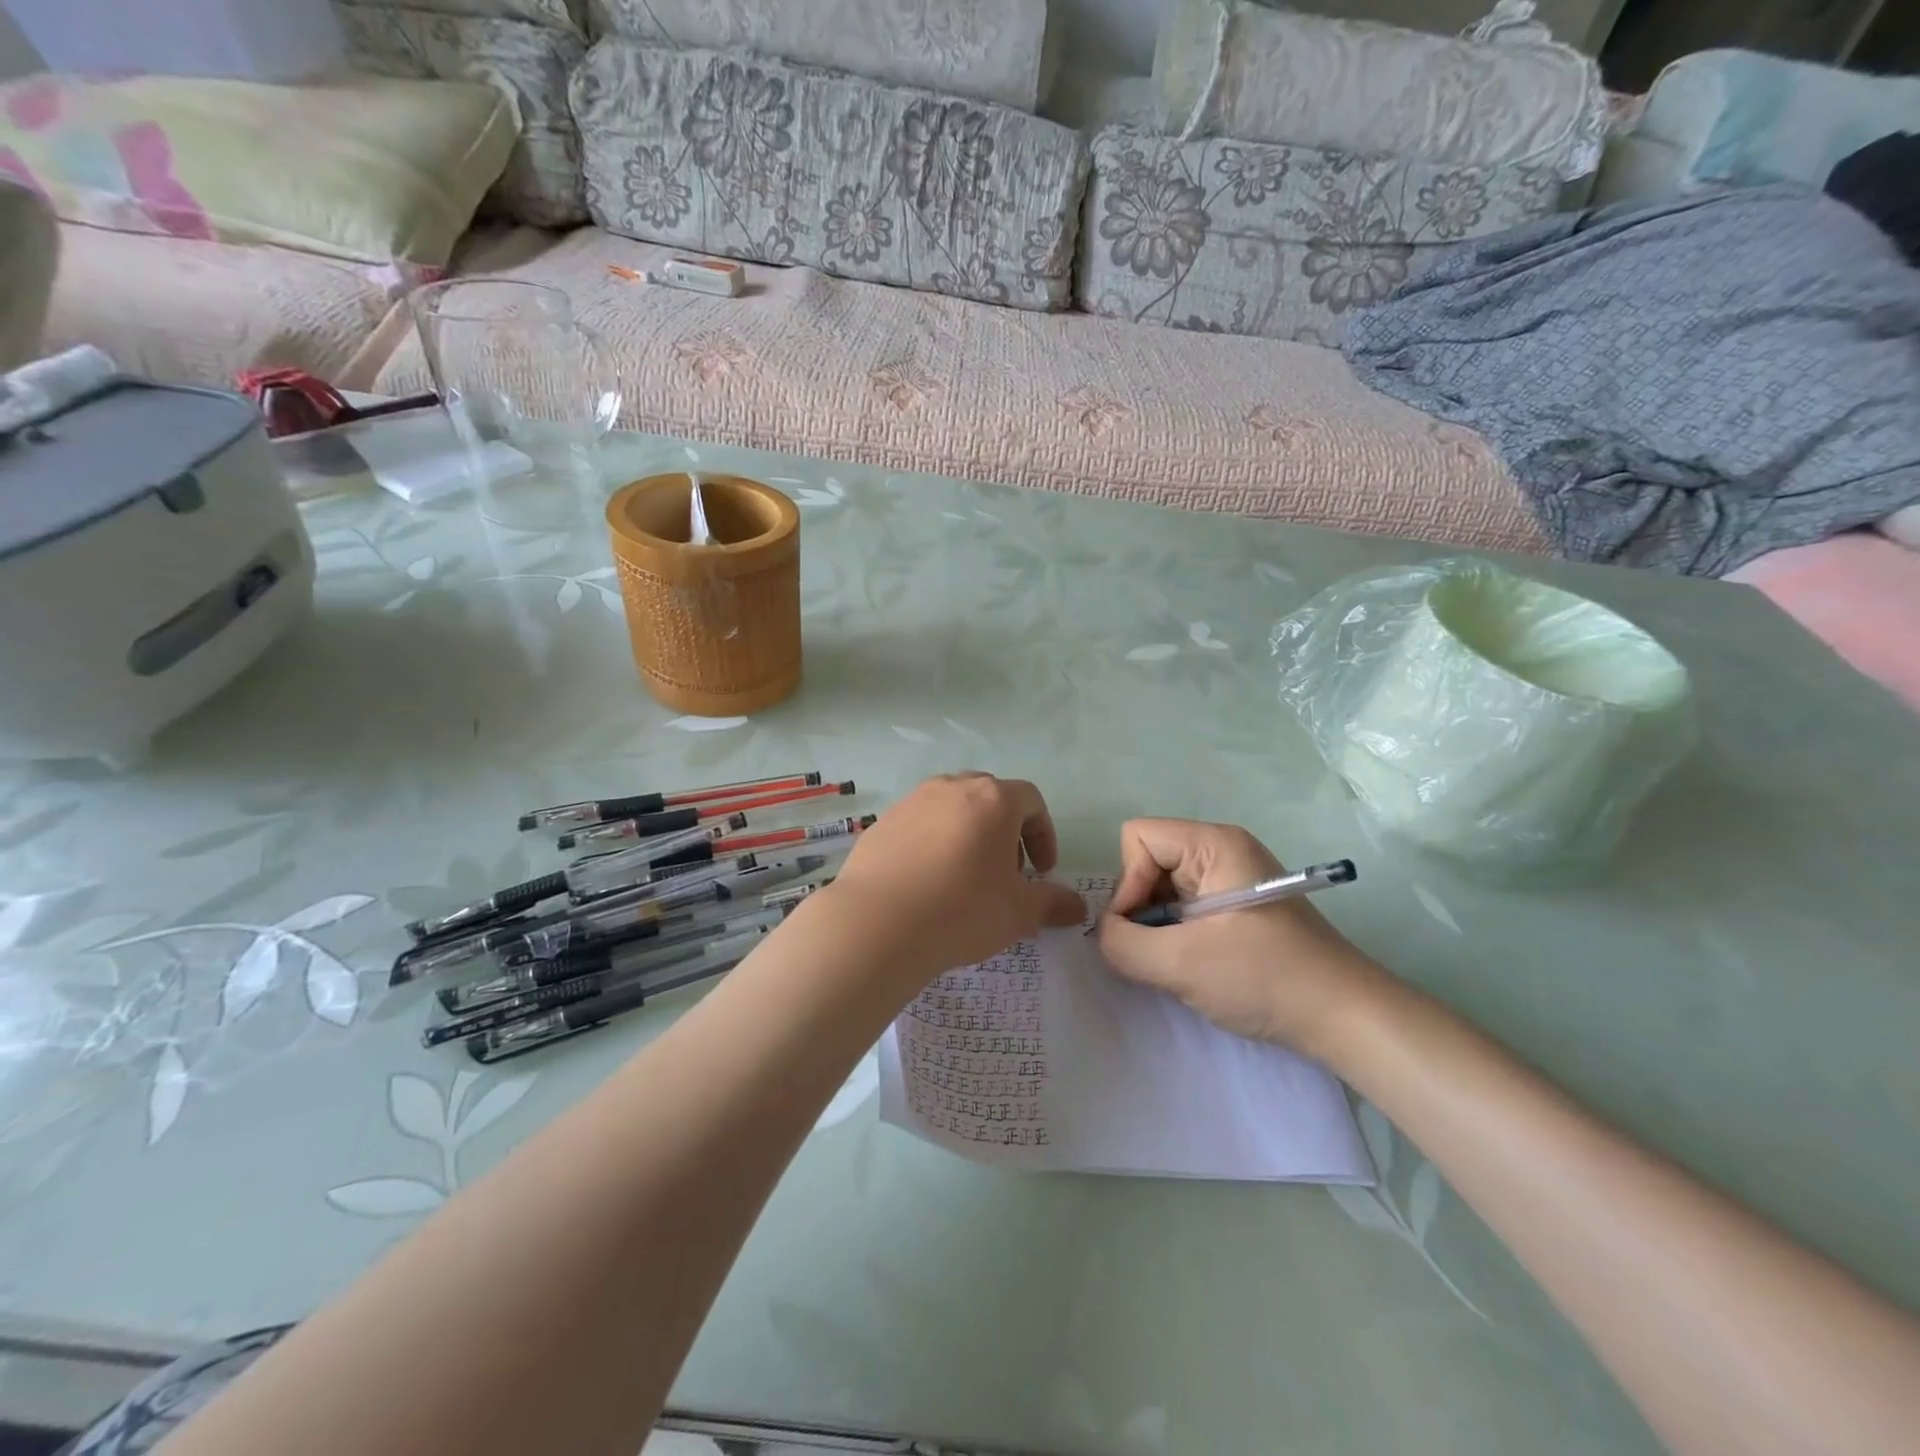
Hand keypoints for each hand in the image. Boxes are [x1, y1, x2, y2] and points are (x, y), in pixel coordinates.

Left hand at [826, 774, 1085, 978]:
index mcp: (993, 799)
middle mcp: (953, 787)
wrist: (878, 923)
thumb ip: (1053, 903)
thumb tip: (1078, 907)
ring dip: (969, 834)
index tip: (1041, 872)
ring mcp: (913, 801)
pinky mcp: (883, 821)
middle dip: (1006, 832)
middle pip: (991, 797)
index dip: (1043, 835)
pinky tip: (928, 882)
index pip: (1031, 801)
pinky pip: (920, 824)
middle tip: (1006, 873)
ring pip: (953, 808)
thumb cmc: (962, 910)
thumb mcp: (1019, 913)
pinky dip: (934, 843)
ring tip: (965, 877)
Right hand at [1096, 818, 1388, 1057]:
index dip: (1128, 882)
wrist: (1345, 1018)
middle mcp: (1220, 850)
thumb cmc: (1265, 978)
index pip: (1137, 837)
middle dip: (1141, 907)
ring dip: (1157, 926)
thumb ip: (1122, 943)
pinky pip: (1183, 907)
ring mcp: (1231, 878)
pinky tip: (1195, 964)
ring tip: (1179, 962)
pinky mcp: (1237, 906)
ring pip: (1162, 887)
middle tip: (1160, 951)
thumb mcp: (1180, 963)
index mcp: (1213, 844)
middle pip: (1147, 860)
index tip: (1142, 928)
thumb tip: (1103, 934)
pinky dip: (1175, 935)